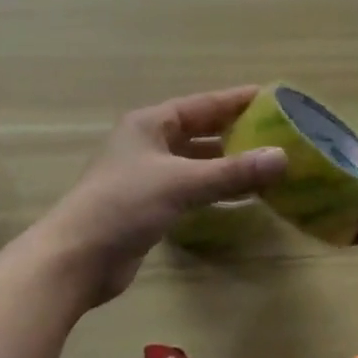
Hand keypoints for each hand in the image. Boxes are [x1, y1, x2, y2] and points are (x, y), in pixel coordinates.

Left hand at [36, 86, 286, 304]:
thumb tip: (282, 157)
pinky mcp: (147, 205)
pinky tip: (237, 195)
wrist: (75, 260)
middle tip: (275, 131)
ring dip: (225, 162)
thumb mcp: (181, 183)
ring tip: (265, 163)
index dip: (234, 100)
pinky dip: (213, 187)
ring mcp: (145, 175)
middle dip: (234, 131)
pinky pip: (189, 187)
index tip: (270, 97)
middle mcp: (147, 143)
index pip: (201, 104)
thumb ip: (232, 172)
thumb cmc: (124, 206)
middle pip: (198, 131)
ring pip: (194, 161)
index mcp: (149, 124)